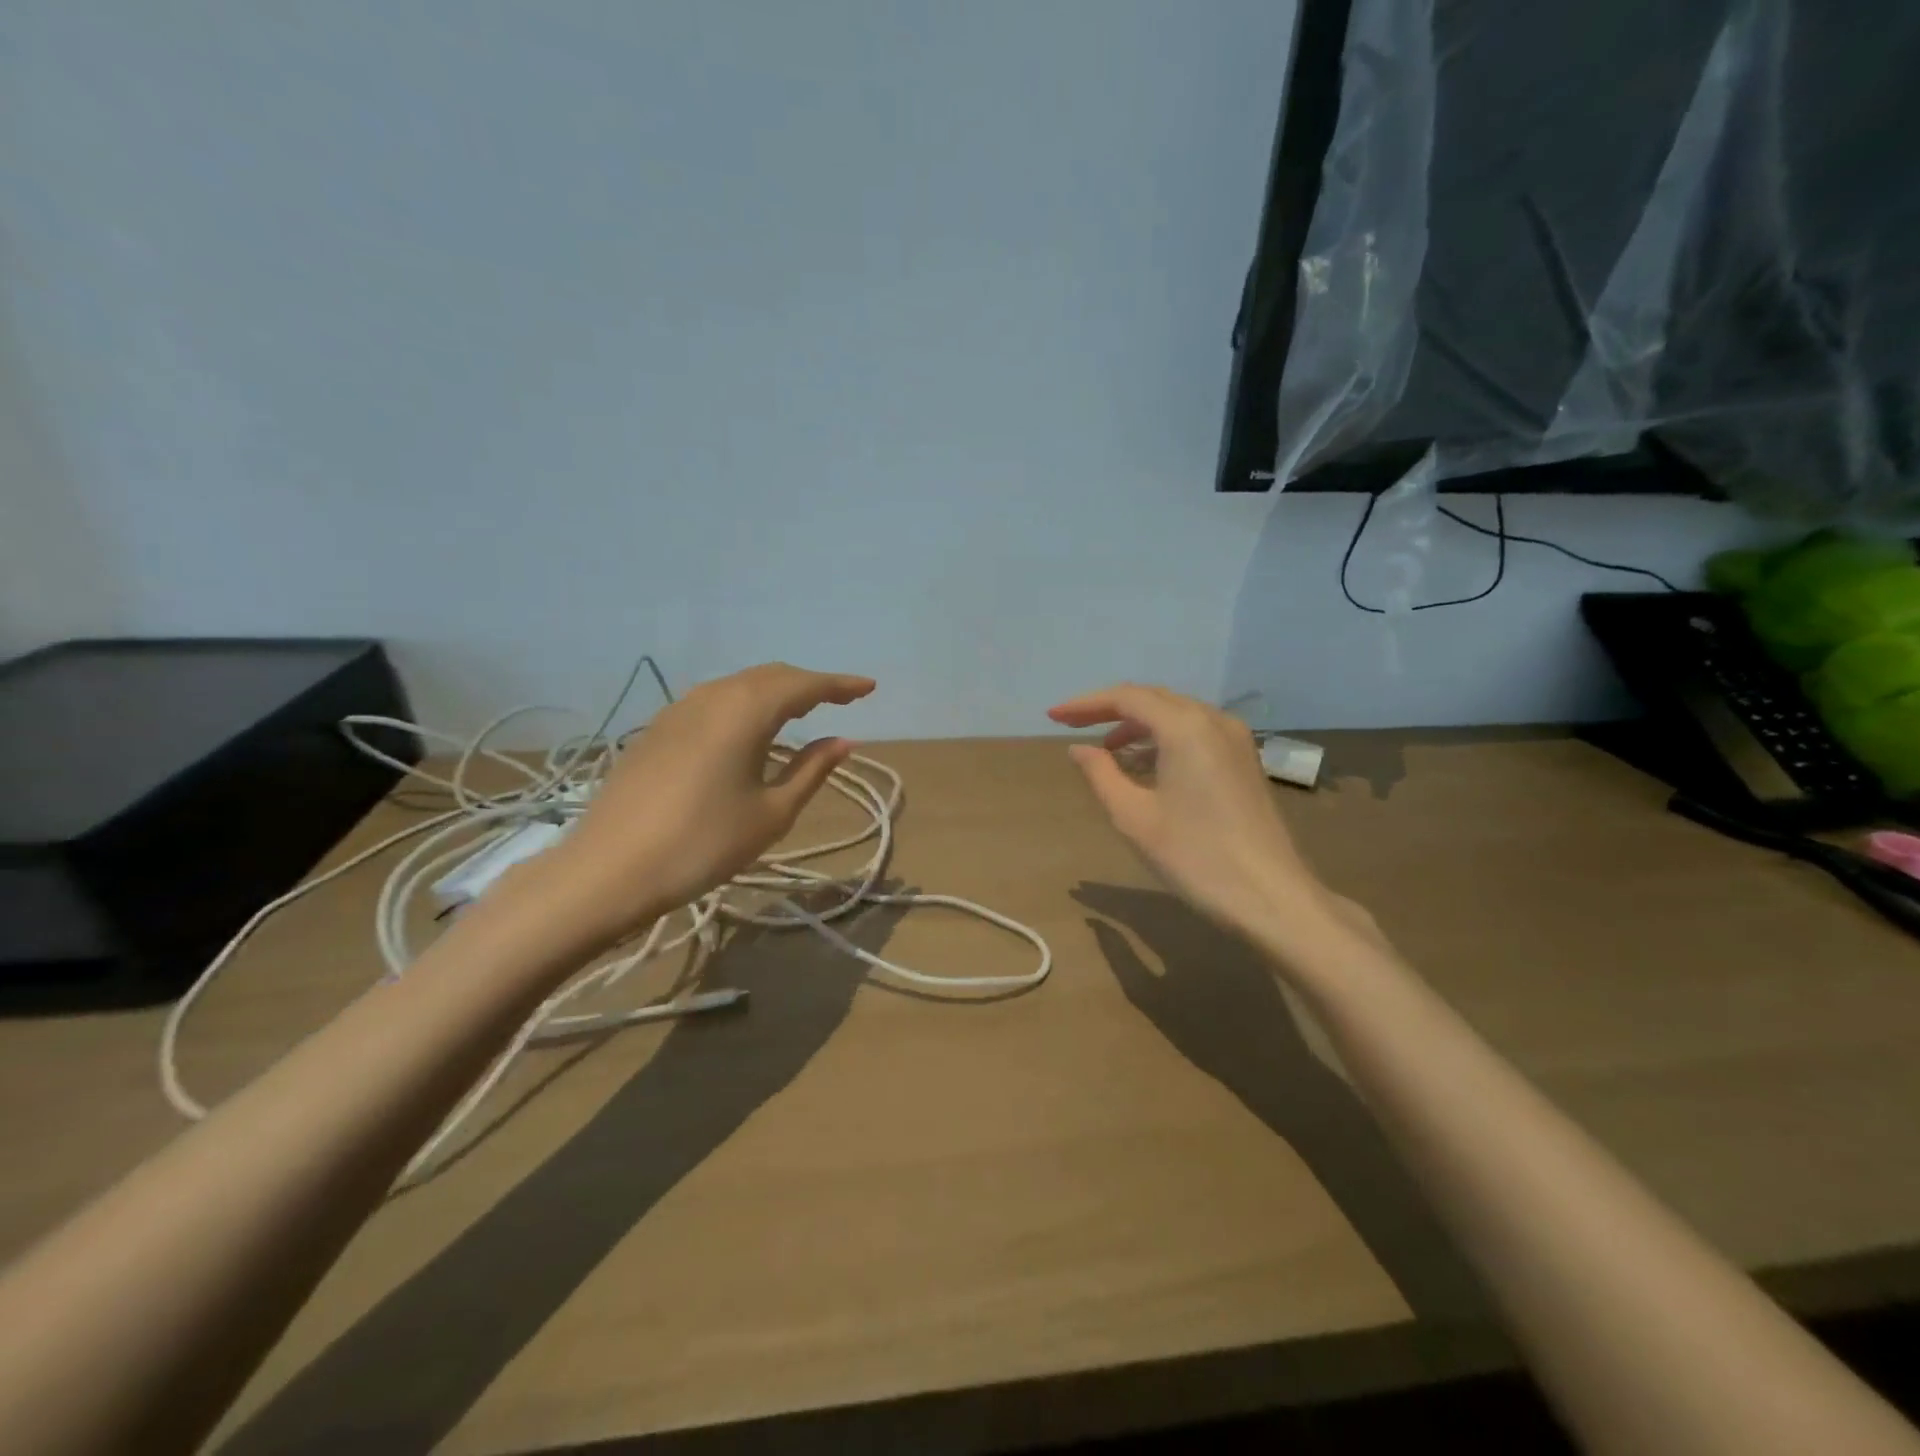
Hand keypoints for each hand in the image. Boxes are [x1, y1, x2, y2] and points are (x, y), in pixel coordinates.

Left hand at [540, 663, 874, 943]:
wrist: (609, 870)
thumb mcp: (771, 813)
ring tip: (801, 712)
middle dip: (809, 684)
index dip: (840, 686)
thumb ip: (812, 770)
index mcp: (746, 712)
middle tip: (840, 700)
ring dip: (775, 692)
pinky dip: (745, 705)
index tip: (869, 688)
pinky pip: (714, 701)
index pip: (804, 685)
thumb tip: (844, 741)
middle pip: (770, 676)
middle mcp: (712, 697)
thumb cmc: (703, 845)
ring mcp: (678, 710)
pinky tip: (749, 730)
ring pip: (739, 685)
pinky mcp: (658, 729)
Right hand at [1048, 684, 1329, 943]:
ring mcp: (1235, 740)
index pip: (1126, 698)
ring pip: (1176, 714)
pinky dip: (1163, 739)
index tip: (1053, 717)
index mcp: (1185, 727)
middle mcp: (1213, 720)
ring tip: (1105, 750)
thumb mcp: (1133, 816)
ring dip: (1137, 725)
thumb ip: (1100, 774)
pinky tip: (1145, 764)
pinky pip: (1195, 733)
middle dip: (1110, 709)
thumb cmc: (1195, 856)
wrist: (1271, 897)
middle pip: (1153, 699)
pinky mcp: (1244, 761)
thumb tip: (1080, 749)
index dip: (1086, 704)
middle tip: (1072, 725)